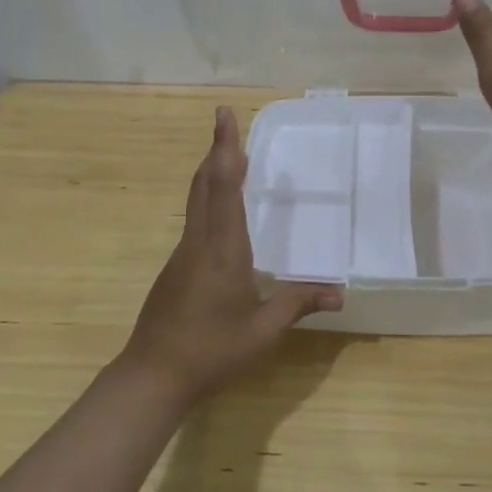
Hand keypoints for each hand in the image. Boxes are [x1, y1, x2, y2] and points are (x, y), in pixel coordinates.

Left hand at [120, 106, 342, 407]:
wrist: (152, 376)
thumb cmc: (212, 351)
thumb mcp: (263, 331)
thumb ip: (298, 304)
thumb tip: (340, 292)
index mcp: (222, 248)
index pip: (225, 185)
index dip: (226, 148)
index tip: (224, 114)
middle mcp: (199, 241)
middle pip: (204, 184)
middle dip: (217, 150)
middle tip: (226, 124)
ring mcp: (182, 255)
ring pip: (196, 201)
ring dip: (212, 174)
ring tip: (230, 159)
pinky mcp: (174, 270)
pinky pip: (194, 221)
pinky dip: (208, 200)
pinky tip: (221, 215)